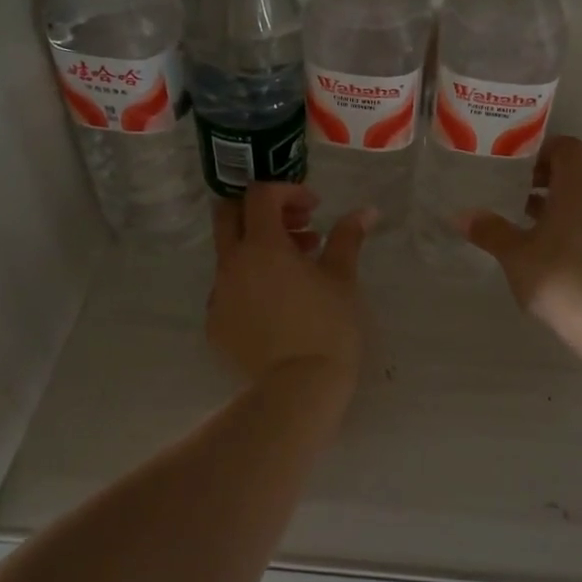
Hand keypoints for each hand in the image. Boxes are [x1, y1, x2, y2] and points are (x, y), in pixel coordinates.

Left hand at [208, 183, 372, 383]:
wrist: (299, 389)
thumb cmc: (327, 326)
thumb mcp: (342, 277)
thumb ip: (348, 237)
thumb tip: (366, 211)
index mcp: (261, 245)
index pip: (260, 195)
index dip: (287, 191)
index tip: (314, 207)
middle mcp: (231, 263)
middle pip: (230, 215)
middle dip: (262, 211)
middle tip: (297, 226)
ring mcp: (218, 295)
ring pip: (229, 253)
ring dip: (259, 248)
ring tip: (298, 268)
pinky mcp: (215, 324)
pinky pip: (228, 288)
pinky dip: (250, 281)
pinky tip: (278, 303)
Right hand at [458, 136, 581, 328]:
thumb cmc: (557, 275)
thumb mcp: (514, 252)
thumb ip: (489, 230)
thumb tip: (461, 215)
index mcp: (577, 188)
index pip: (567, 147)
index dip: (542, 149)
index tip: (515, 165)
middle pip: (574, 171)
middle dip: (544, 176)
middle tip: (513, 189)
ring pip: (581, 197)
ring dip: (554, 200)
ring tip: (522, 217)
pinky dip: (566, 222)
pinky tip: (542, 246)